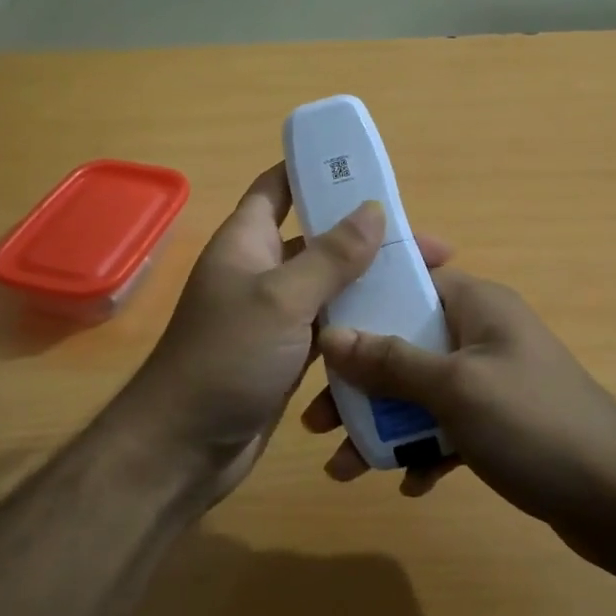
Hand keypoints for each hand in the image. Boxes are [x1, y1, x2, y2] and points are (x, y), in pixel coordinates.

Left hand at [115, 164, 451, 503]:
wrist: (185, 447)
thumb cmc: (227, 358)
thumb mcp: (281, 299)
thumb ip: (330, 256)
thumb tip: (373, 208)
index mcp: (247, 241)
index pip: (278, 187)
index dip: (314, 170)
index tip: (366, 169)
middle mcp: (261, 271)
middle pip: (321, 240)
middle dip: (369, 238)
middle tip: (429, 249)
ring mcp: (276, 316)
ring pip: (331, 287)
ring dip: (372, 285)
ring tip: (428, 288)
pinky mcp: (289, 354)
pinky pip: (331, 328)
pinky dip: (359, 325)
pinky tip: (400, 329)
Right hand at [308, 269, 615, 529]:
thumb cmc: (535, 426)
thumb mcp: (454, 389)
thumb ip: (390, 361)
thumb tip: (330, 336)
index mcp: (477, 305)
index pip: (410, 279)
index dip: (362, 298)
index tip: (317, 328)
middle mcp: (482, 335)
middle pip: (404, 342)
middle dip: (359, 381)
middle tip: (318, 419)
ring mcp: (492, 381)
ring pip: (419, 391)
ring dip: (382, 425)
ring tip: (344, 467)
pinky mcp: (501, 425)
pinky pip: (446, 427)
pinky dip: (423, 450)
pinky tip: (411, 484)